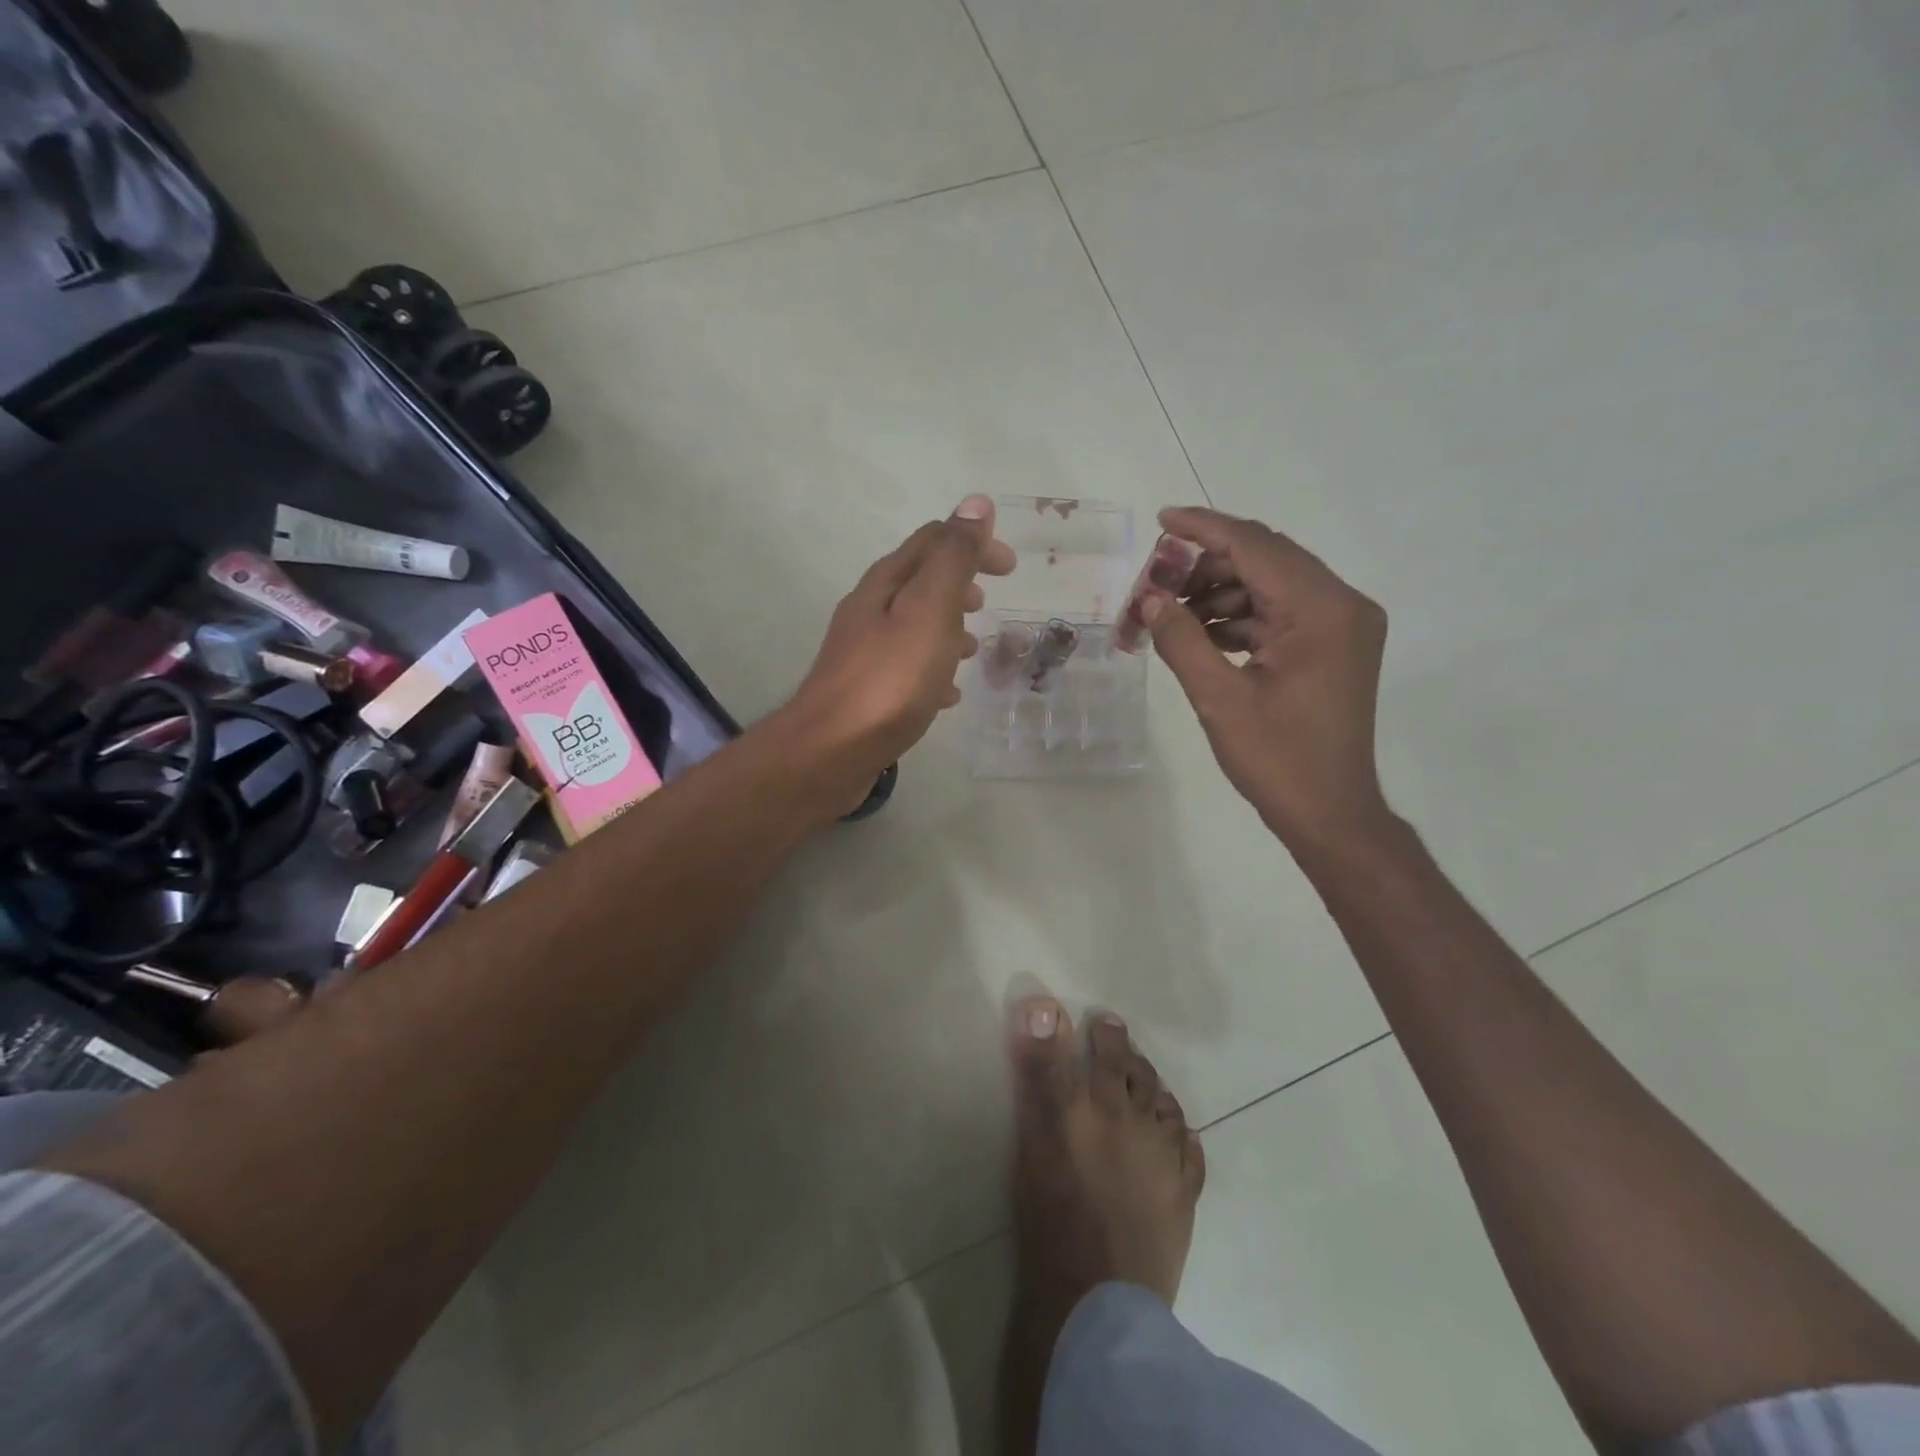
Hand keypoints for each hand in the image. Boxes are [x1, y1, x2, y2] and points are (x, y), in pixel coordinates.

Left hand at [780, 495, 1013, 812]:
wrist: (831, 751)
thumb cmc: (889, 680)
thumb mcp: (929, 610)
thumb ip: (953, 559)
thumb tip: (975, 503)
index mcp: (886, 584)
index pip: (933, 542)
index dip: (974, 544)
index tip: (1010, 568)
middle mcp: (870, 611)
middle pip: (919, 583)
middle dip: (959, 586)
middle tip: (990, 604)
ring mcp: (863, 653)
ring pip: (913, 627)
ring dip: (946, 628)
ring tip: (974, 648)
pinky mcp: (865, 693)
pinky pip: (906, 669)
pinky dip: (933, 669)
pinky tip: (948, 695)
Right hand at [1143, 506, 1390, 851]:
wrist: (1330, 813)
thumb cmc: (1277, 759)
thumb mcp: (1219, 699)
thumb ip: (1181, 640)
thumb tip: (1148, 600)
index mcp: (1322, 610)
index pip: (1256, 546)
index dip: (1204, 529)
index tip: (1161, 520)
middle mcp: (1342, 605)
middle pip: (1266, 559)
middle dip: (1206, 564)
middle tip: (1156, 582)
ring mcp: (1342, 626)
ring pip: (1271, 585)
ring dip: (1220, 593)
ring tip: (1171, 616)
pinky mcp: (1334, 646)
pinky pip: (1280, 613)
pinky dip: (1239, 618)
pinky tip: (1201, 635)